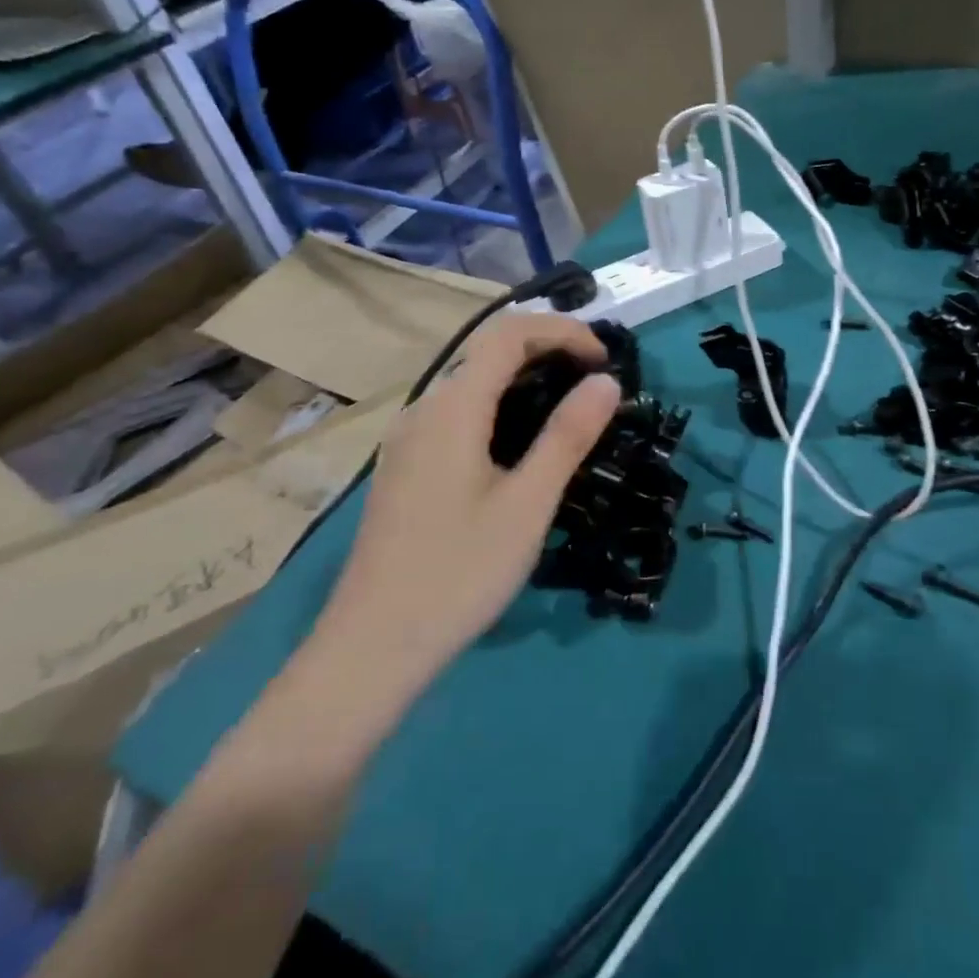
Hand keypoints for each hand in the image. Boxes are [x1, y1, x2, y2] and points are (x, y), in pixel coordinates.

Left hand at [315, 314, 621, 695]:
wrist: (372, 646)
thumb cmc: (459, 572)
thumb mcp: (528, 504)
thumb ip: (568, 436)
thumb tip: (605, 382)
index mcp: (452, 407)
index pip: (507, 334)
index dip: (561, 331)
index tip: (606, 358)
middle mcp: (424, 409)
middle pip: (486, 353)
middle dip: (546, 351)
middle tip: (596, 382)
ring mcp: (408, 439)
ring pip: (470, 384)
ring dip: (523, 380)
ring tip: (569, 409)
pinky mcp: (405, 466)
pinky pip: (457, 414)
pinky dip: (499, 408)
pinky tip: (520, 446)